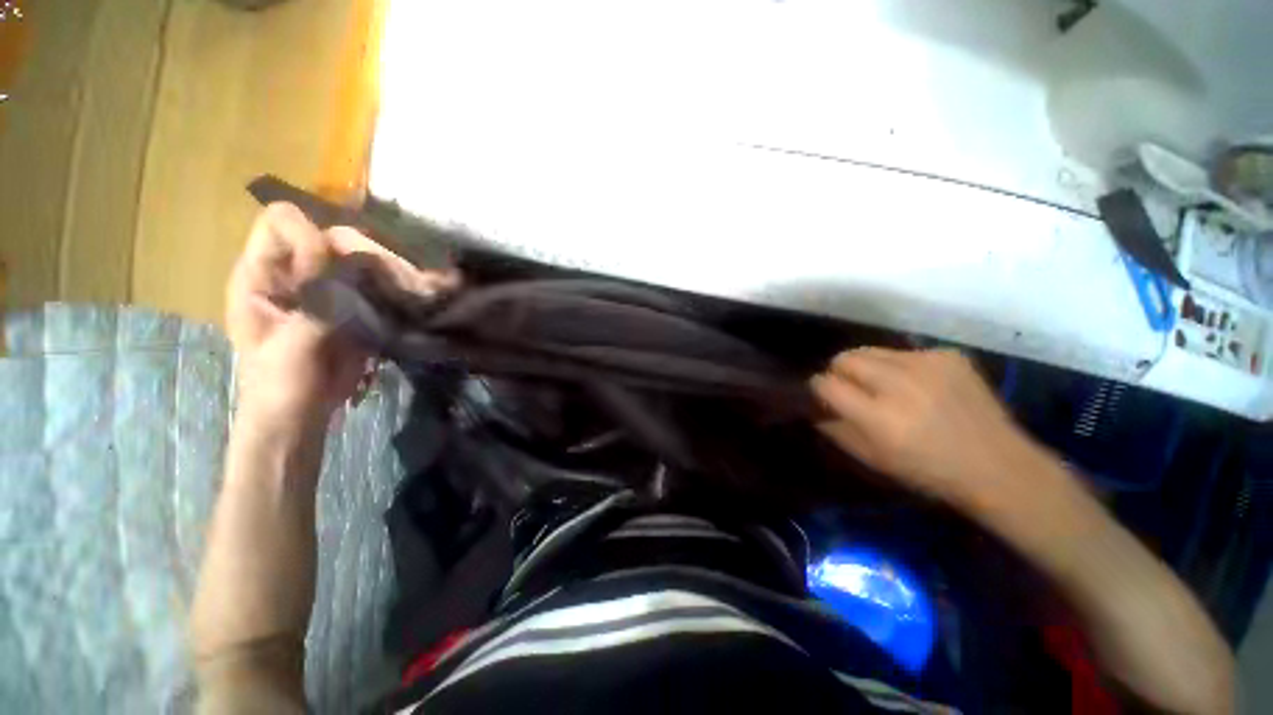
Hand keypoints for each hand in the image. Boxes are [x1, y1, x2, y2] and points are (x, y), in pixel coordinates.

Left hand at [226, 202, 457, 426]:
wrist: (303, 414)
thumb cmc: (280, 384)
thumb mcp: (291, 344)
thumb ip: (316, 302)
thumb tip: (348, 263)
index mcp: (262, 276)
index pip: (281, 223)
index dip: (311, 235)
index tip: (337, 267)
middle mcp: (295, 273)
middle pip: (332, 237)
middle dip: (367, 252)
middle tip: (401, 278)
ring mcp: (328, 288)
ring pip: (361, 259)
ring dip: (390, 269)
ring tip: (417, 290)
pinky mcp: (354, 305)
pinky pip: (377, 283)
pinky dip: (398, 286)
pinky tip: (416, 298)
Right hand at [810, 348, 1035, 507]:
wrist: (999, 465)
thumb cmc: (929, 471)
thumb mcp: (873, 460)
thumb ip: (837, 431)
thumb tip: (816, 408)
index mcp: (879, 417)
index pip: (827, 384)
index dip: (819, 388)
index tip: (824, 395)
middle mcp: (900, 384)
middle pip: (845, 358)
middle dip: (839, 371)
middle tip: (852, 388)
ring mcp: (927, 365)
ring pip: (871, 350)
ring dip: (867, 367)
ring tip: (884, 385)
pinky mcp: (948, 355)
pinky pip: (905, 353)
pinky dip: (901, 367)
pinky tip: (919, 386)